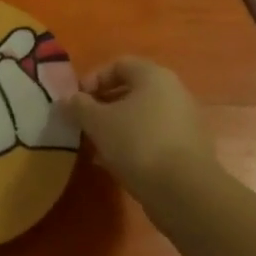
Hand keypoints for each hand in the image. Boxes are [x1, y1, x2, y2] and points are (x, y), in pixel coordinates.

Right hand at [61, 57, 213, 197]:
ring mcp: (184, 121)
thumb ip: (79, 106)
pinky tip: (117, 164)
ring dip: (117, 127)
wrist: (184, 191)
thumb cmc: (137, 143)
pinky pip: (154, 137)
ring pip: (142, 116)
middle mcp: (174, 92)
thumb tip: (66, 100)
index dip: (93, 79)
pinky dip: (134, 144)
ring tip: (96, 147)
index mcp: (153, 76)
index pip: (118, 64)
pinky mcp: (189, 149)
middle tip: (84, 123)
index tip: (77, 101)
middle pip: (131, 90)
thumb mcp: (98, 122)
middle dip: (103, 106)